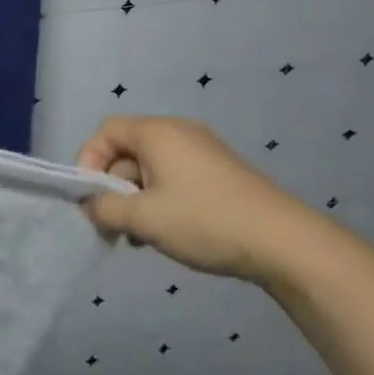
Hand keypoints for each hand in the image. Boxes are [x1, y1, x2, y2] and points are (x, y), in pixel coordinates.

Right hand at [75, 116, 321, 283]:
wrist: (284, 243)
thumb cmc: (204, 221)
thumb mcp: (143, 218)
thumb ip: (105, 209)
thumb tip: (91, 205)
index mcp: (157, 132)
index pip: (106, 131)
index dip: (89, 161)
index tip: (90, 198)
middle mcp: (179, 132)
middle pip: (128, 150)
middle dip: (113, 187)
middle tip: (113, 225)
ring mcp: (203, 151)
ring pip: (151, 168)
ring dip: (136, 199)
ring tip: (139, 236)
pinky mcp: (220, 172)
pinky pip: (175, 177)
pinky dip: (161, 200)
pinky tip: (167, 232)